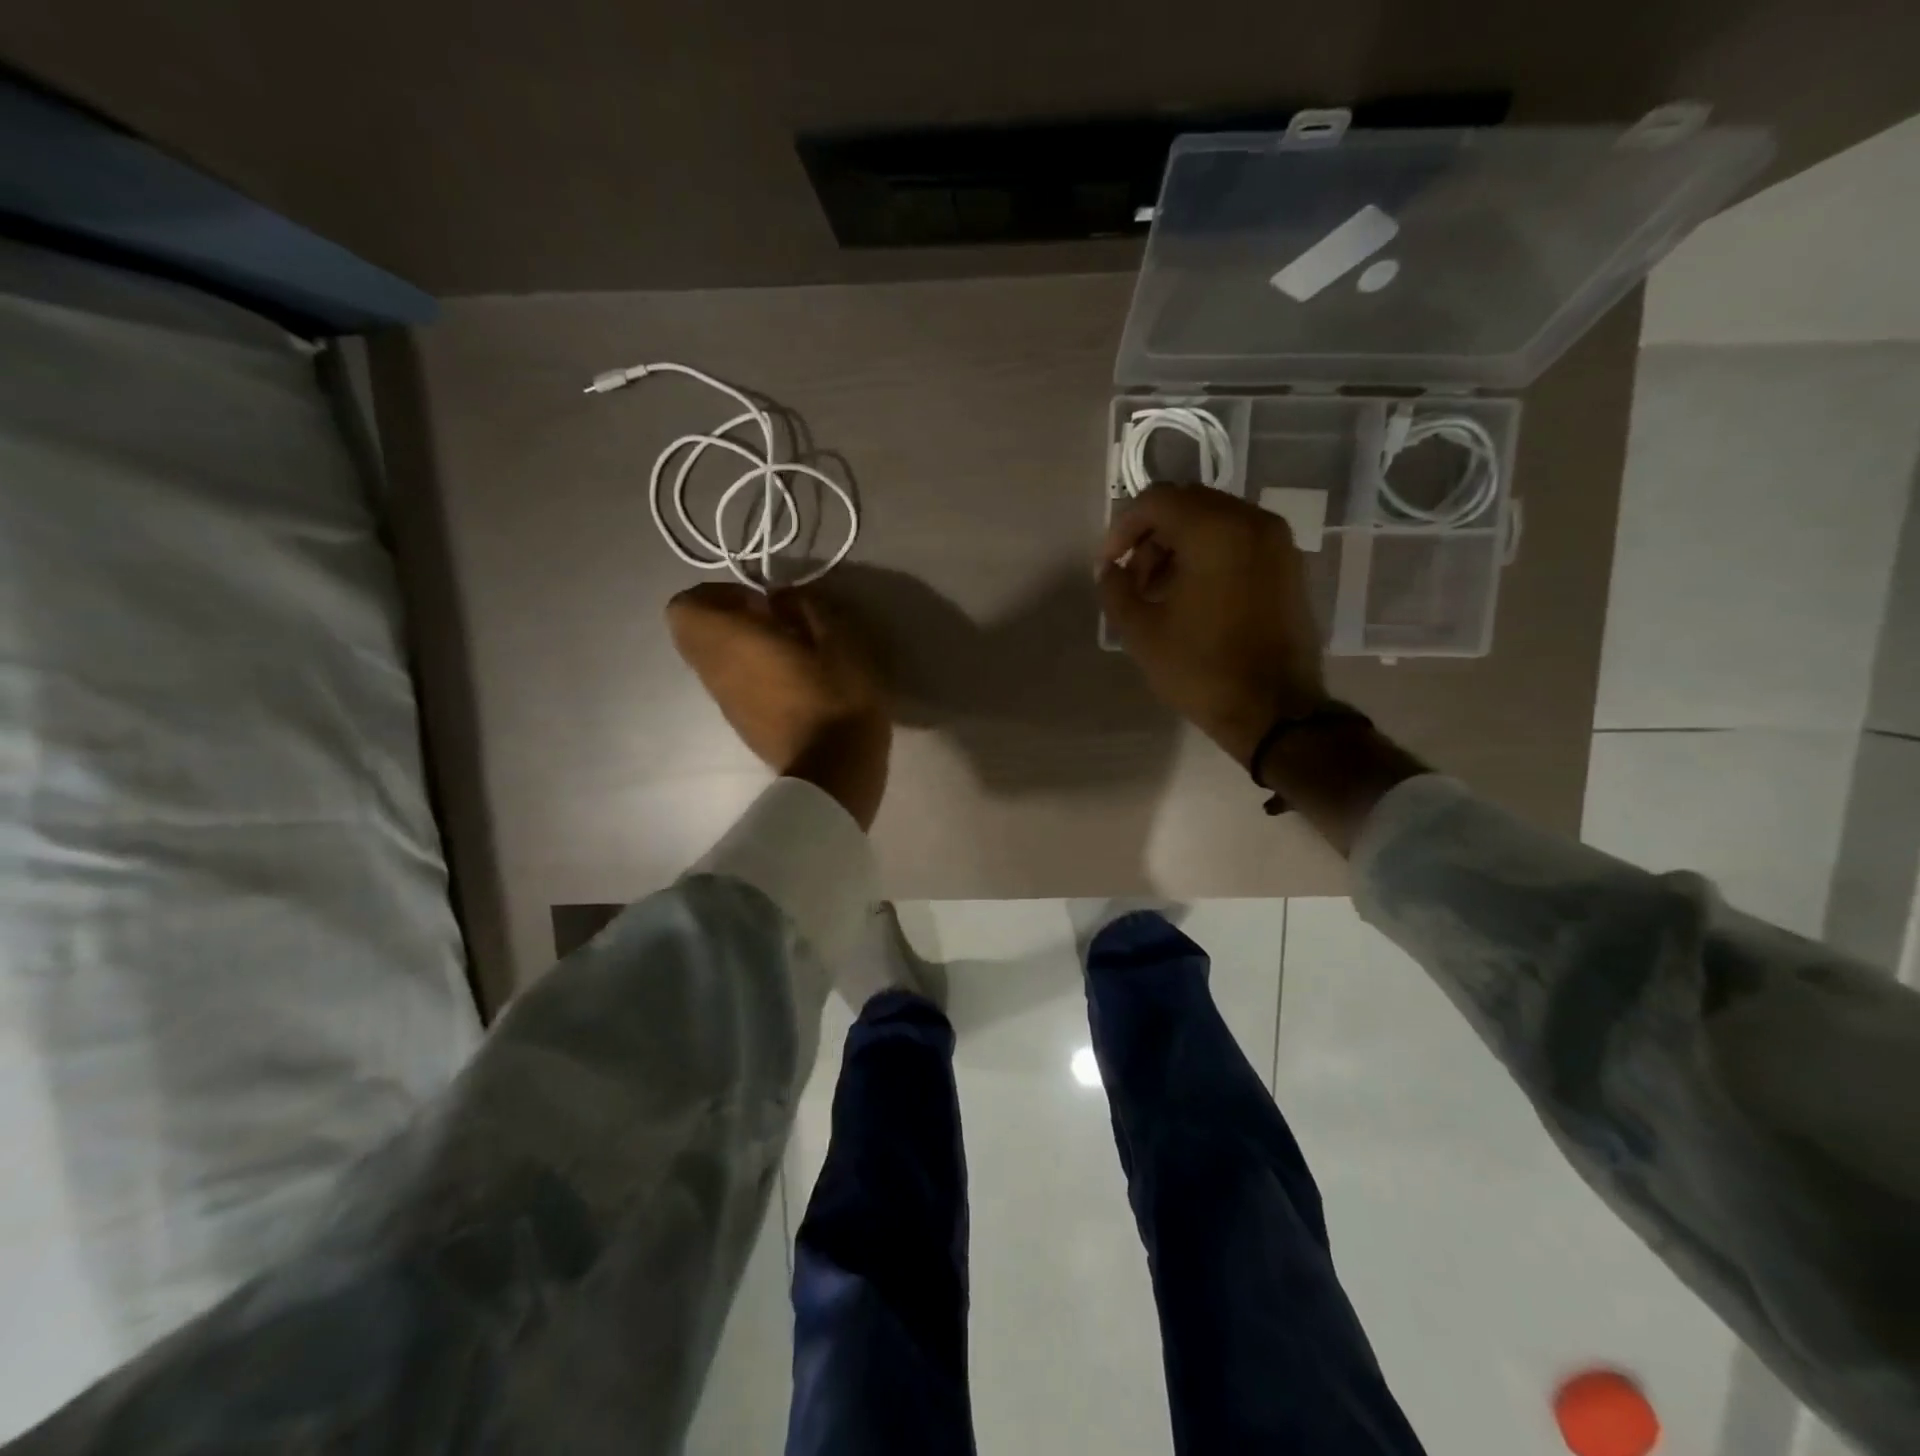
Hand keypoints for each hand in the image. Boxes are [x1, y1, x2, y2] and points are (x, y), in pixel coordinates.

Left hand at [666, 583, 890, 829]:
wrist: (836, 769)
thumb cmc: (837, 697)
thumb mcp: (839, 640)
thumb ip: (805, 607)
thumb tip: (780, 598)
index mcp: (731, 642)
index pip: (684, 607)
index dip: (715, 594)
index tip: (758, 600)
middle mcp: (715, 671)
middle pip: (691, 634)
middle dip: (724, 619)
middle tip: (769, 621)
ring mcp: (724, 702)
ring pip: (711, 661)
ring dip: (739, 647)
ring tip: (786, 651)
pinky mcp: (740, 723)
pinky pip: (730, 685)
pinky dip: (749, 673)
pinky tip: (791, 681)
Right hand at [1097, 484, 1327, 765]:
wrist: (1274, 711)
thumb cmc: (1201, 669)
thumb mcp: (1141, 632)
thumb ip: (1115, 589)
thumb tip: (1110, 569)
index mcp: (1215, 530)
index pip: (1157, 501)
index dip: (1123, 528)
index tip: (1109, 564)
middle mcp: (1252, 522)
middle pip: (1188, 505)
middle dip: (1151, 536)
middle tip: (1134, 580)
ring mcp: (1278, 543)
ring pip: (1215, 521)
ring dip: (1179, 546)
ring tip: (1160, 593)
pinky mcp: (1289, 566)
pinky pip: (1240, 542)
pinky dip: (1210, 555)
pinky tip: (1193, 597)